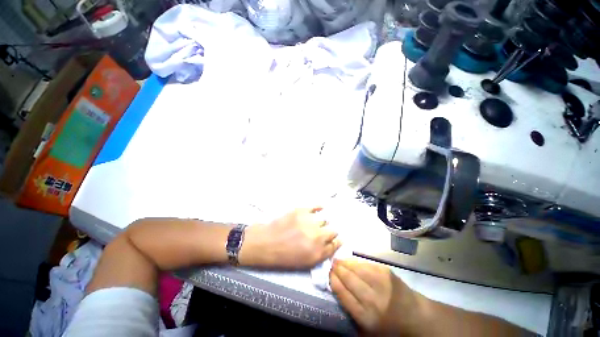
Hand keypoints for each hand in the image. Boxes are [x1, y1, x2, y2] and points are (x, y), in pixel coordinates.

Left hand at [240, 207, 341, 267]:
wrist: (267, 242)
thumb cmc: (285, 255)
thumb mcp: (307, 262)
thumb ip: (323, 252)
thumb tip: (336, 241)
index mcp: (318, 251)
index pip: (336, 242)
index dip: (336, 240)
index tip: (335, 238)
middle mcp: (316, 235)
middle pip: (332, 230)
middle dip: (329, 232)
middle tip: (321, 233)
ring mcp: (309, 221)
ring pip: (324, 219)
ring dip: (321, 222)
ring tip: (314, 224)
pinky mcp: (301, 210)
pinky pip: (316, 206)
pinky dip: (319, 207)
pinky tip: (320, 208)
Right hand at [331, 259, 426, 335]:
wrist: (415, 316)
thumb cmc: (389, 325)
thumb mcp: (367, 328)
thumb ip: (351, 311)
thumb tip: (337, 287)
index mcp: (366, 317)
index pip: (343, 294)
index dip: (333, 281)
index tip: (329, 274)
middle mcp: (372, 299)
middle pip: (348, 279)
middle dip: (337, 270)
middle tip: (331, 265)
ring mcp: (380, 283)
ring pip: (355, 268)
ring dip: (344, 263)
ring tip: (338, 260)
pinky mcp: (385, 272)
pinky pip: (365, 264)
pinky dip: (355, 262)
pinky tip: (350, 261)